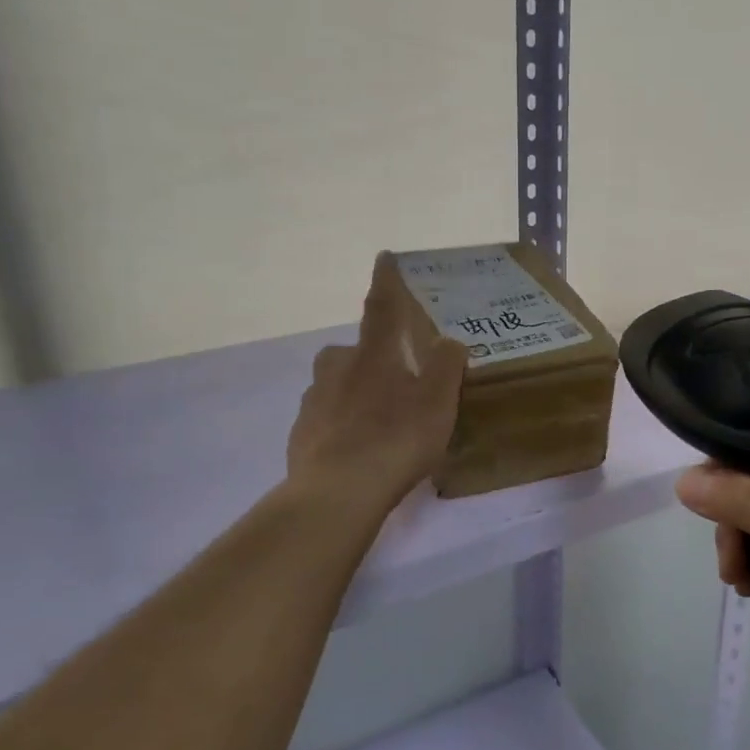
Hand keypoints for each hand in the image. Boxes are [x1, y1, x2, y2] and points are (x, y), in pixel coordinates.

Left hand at [288, 253, 468, 510]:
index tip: (385, 257)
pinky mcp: (301, 434)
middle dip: (370, 356)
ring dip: (354, 392)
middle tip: (392, 379)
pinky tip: (356, 450)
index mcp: (373, 355)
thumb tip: (448, 341)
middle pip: (351, 351)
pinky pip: (325, 418)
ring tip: (377, 422)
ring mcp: (314, 401)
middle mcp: (337, 369)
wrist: (337, 491)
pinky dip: (340, 425)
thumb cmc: (396, 440)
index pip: (382, 307)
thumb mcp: (438, 402)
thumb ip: (446, 365)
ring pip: (335, 385)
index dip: (387, 281)